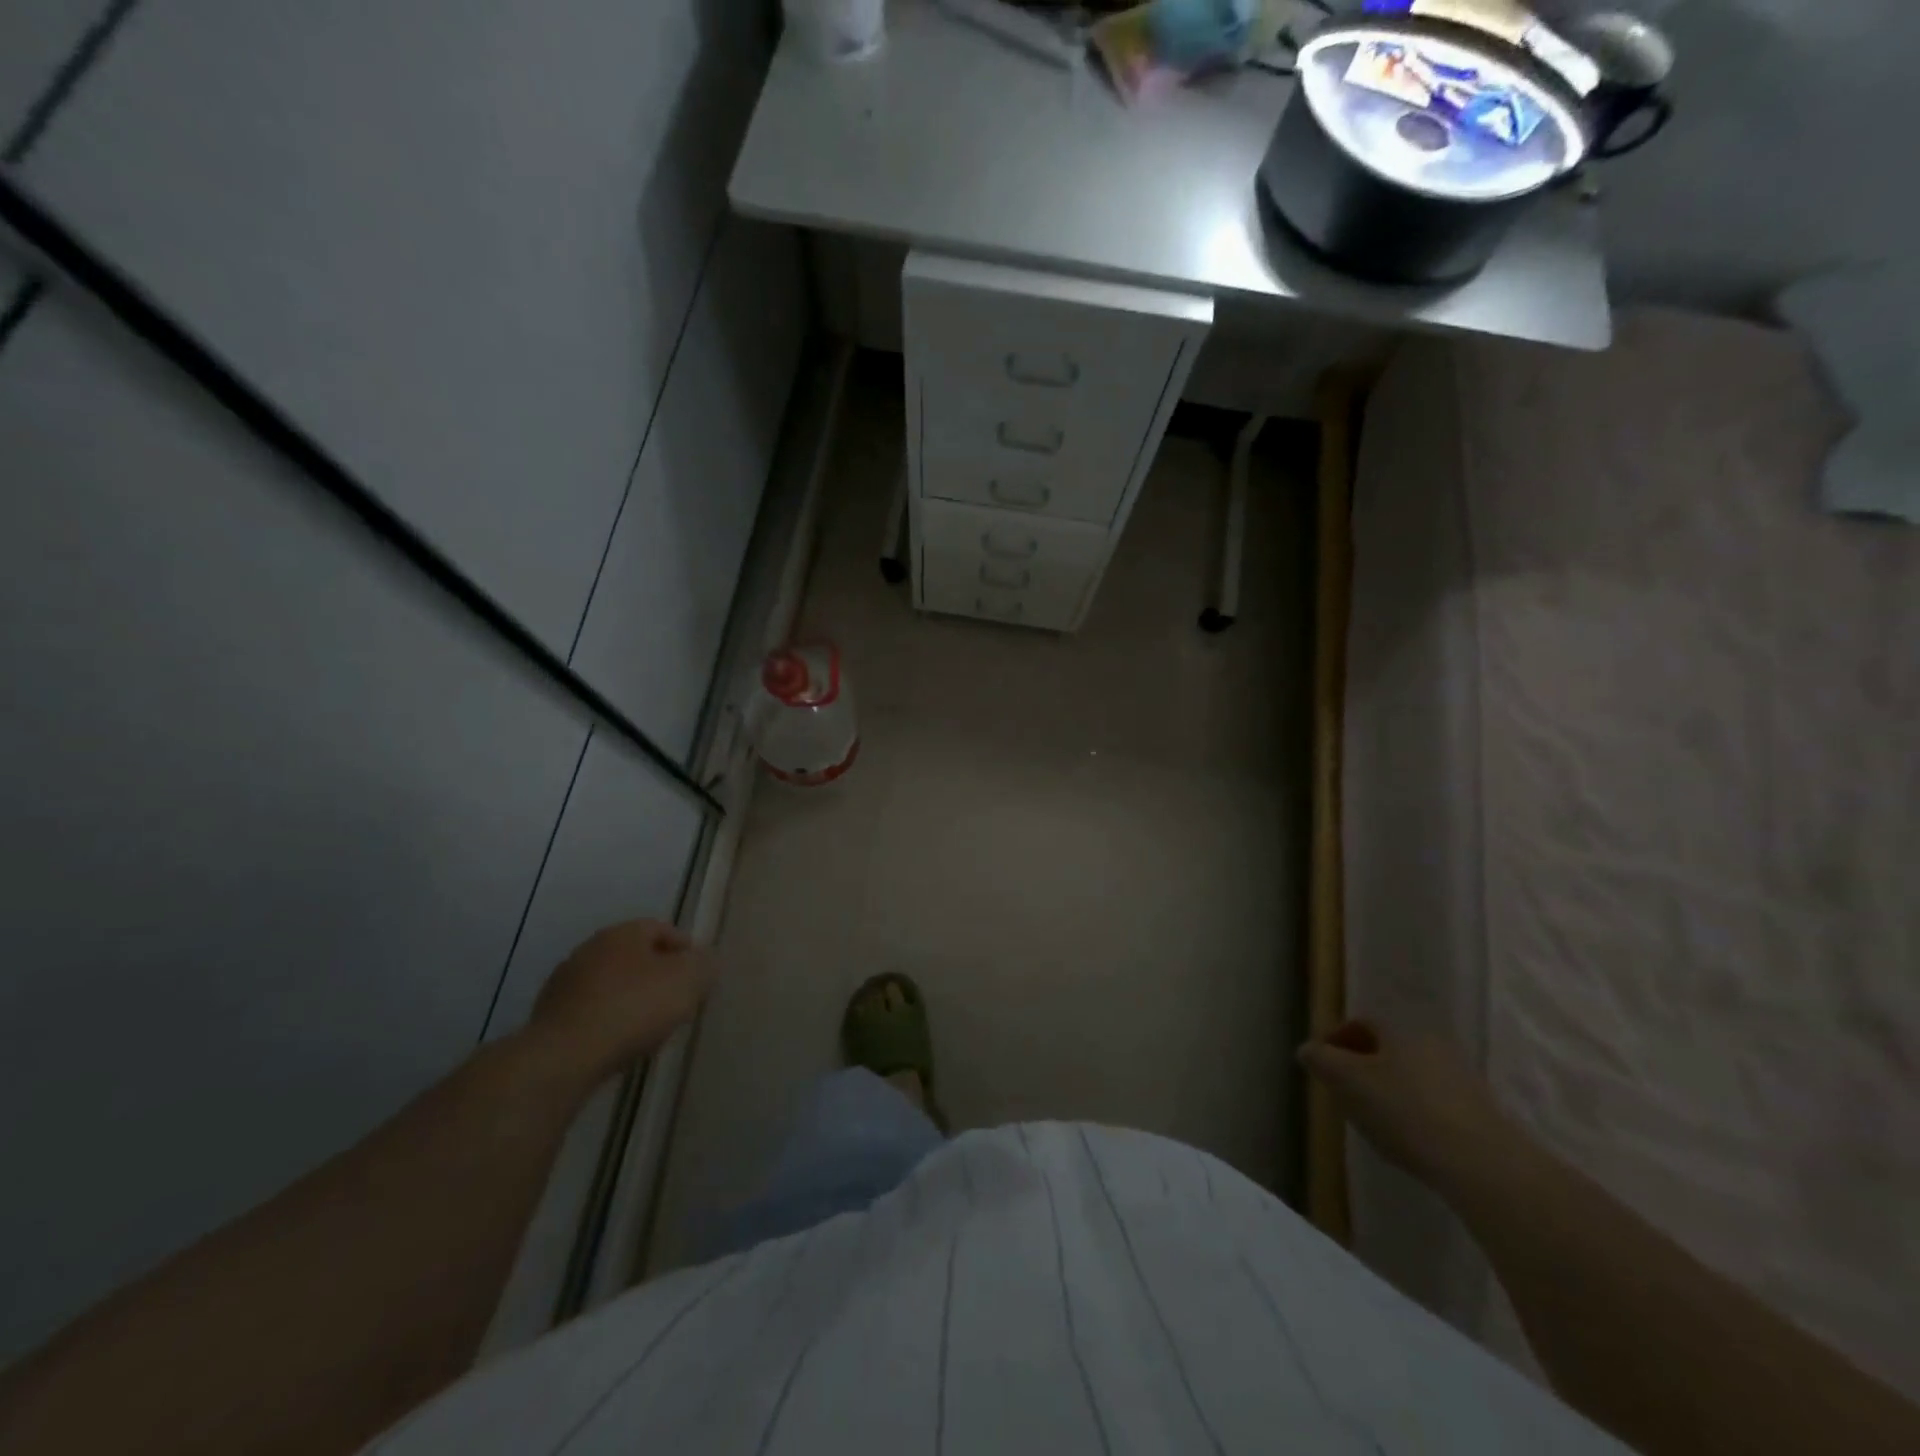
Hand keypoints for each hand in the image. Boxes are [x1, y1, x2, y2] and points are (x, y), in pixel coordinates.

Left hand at [526, 920, 715, 1076]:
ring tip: (651, 1025)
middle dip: (658, 974)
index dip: (685, 948)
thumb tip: (706, 960)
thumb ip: (704, 966)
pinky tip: (621, 1042)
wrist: (564, 1057)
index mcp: (623, 933)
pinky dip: (609, 1020)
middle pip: (635, 956)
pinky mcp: (550, 1017)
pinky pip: (592, 1011)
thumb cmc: (633, 1007)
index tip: (699, 973)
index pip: (661, 928)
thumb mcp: (686, 982)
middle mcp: (591, 949)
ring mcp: (565, 983)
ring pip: (611, 984)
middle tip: (678, 998)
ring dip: (632, 998)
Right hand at [1298, 1020, 1515, 1187]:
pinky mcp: (1479, 1112)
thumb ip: (1321, 1061)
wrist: (1483, 1164)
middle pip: (1387, 1048)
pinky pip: (1433, 1101)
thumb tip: (1307, 1049)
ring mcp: (1460, 1078)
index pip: (1361, 1022)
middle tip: (1343, 1092)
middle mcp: (1432, 1044)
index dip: (1336, 1039)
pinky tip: (1407, 1138)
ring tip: (1373, 1120)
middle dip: (1361, 1066)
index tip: (1321, 1065)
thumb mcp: (1347, 1082)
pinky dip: (1413, 1111)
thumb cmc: (1404, 1111)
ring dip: (1388, 1090)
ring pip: (1410, 1075)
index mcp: (1400, 1030)